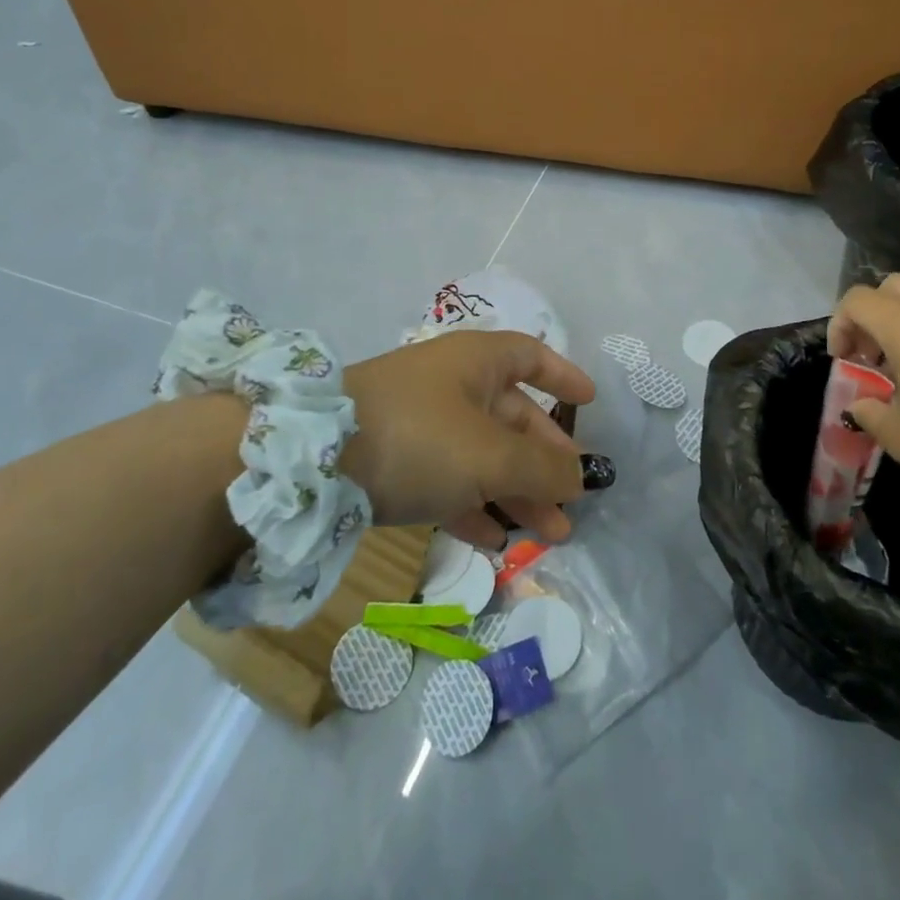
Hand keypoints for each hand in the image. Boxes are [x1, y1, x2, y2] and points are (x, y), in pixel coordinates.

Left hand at [340, 330, 597, 548]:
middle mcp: (452, 386)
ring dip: (518, 493)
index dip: (563, 377)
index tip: (590, 403)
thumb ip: (542, 467)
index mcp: (477, 362)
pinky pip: (450, 482)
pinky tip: (496, 543)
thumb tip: (580, 476)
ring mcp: (422, 425)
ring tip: (550, 535)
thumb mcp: (490, 454)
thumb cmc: (418, 437)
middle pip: (513, 418)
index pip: (531, 357)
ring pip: (484, 456)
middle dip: (546, 460)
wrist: (309, 463)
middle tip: (573, 500)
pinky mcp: (397, 462)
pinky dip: (476, 507)